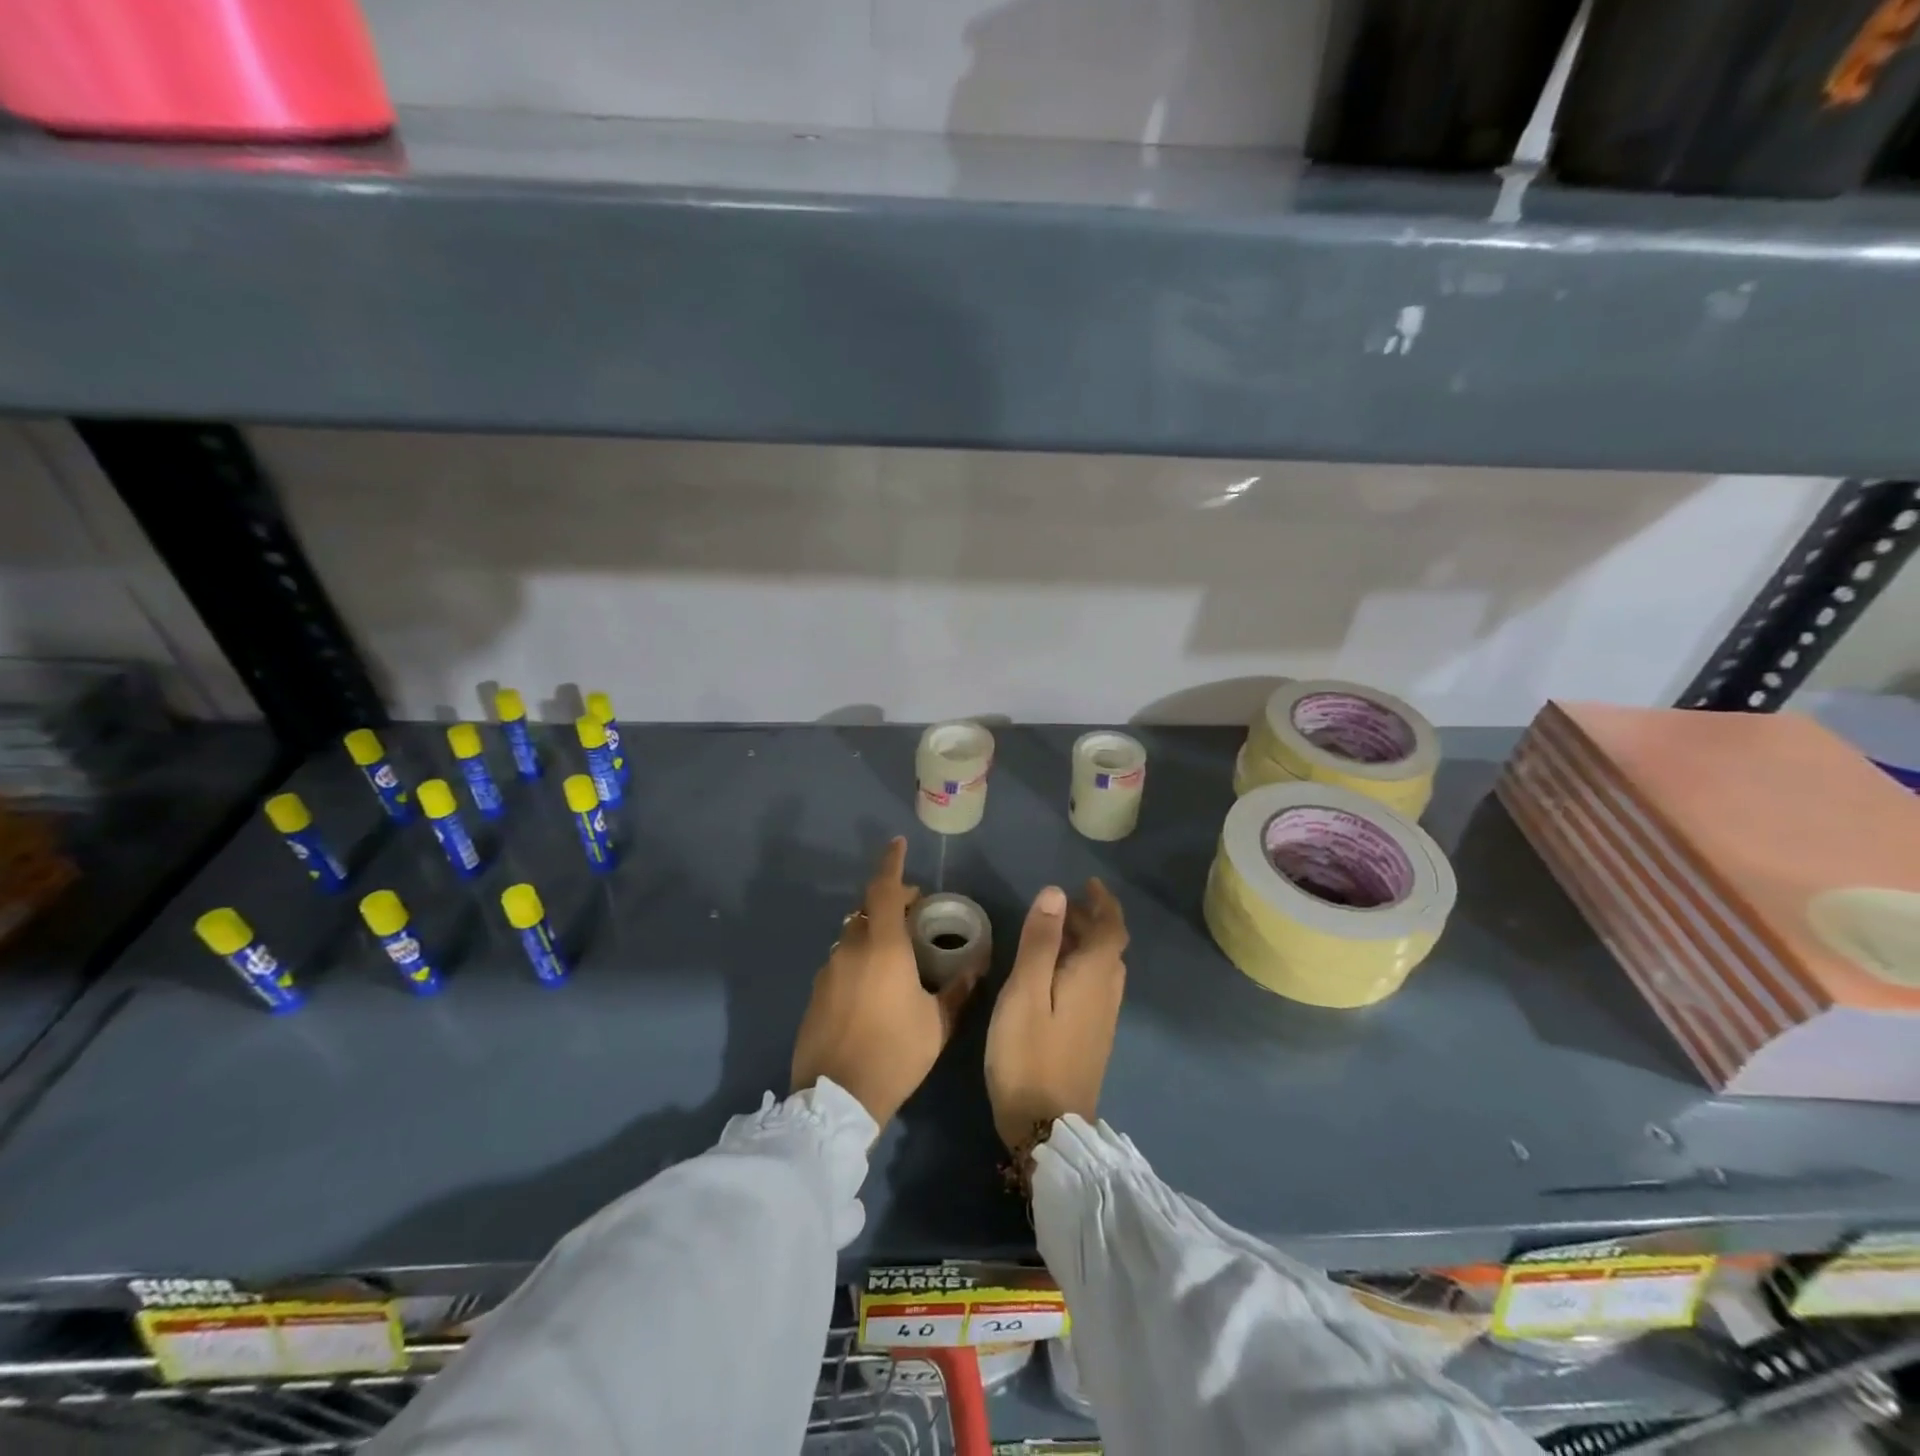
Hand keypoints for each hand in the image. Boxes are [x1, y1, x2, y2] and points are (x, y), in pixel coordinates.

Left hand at [792, 838, 978, 1128]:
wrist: (836, 1098)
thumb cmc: (895, 1054)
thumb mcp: (937, 1024)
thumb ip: (957, 990)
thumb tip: (977, 966)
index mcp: (883, 946)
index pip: (885, 889)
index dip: (892, 863)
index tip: (898, 843)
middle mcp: (851, 948)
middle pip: (868, 909)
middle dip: (891, 902)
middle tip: (915, 912)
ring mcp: (829, 970)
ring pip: (852, 935)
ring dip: (873, 931)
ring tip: (897, 951)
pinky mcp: (816, 992)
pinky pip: (840, 960)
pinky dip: (858, 956)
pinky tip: (873, 984)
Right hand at [985, 879, 1127, 1151]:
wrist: (1047, 1127)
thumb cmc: (1029, 1053)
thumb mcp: (1025, 991)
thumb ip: (1040, 941)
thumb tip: (1056, 893)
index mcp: (1094, 976)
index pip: (1112, 928)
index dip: (1103, 902)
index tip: (1088, 884)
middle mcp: (1107, 993)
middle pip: (1110, 946)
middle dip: (1091, 920)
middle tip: (1061, 905)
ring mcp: (1103, 1019)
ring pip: (1103, 968)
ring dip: (1087, 944)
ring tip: (1055, 934)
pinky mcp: (1093, 1039)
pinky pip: (1095, 987)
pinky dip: (1081, 967)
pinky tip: (1056, 976)